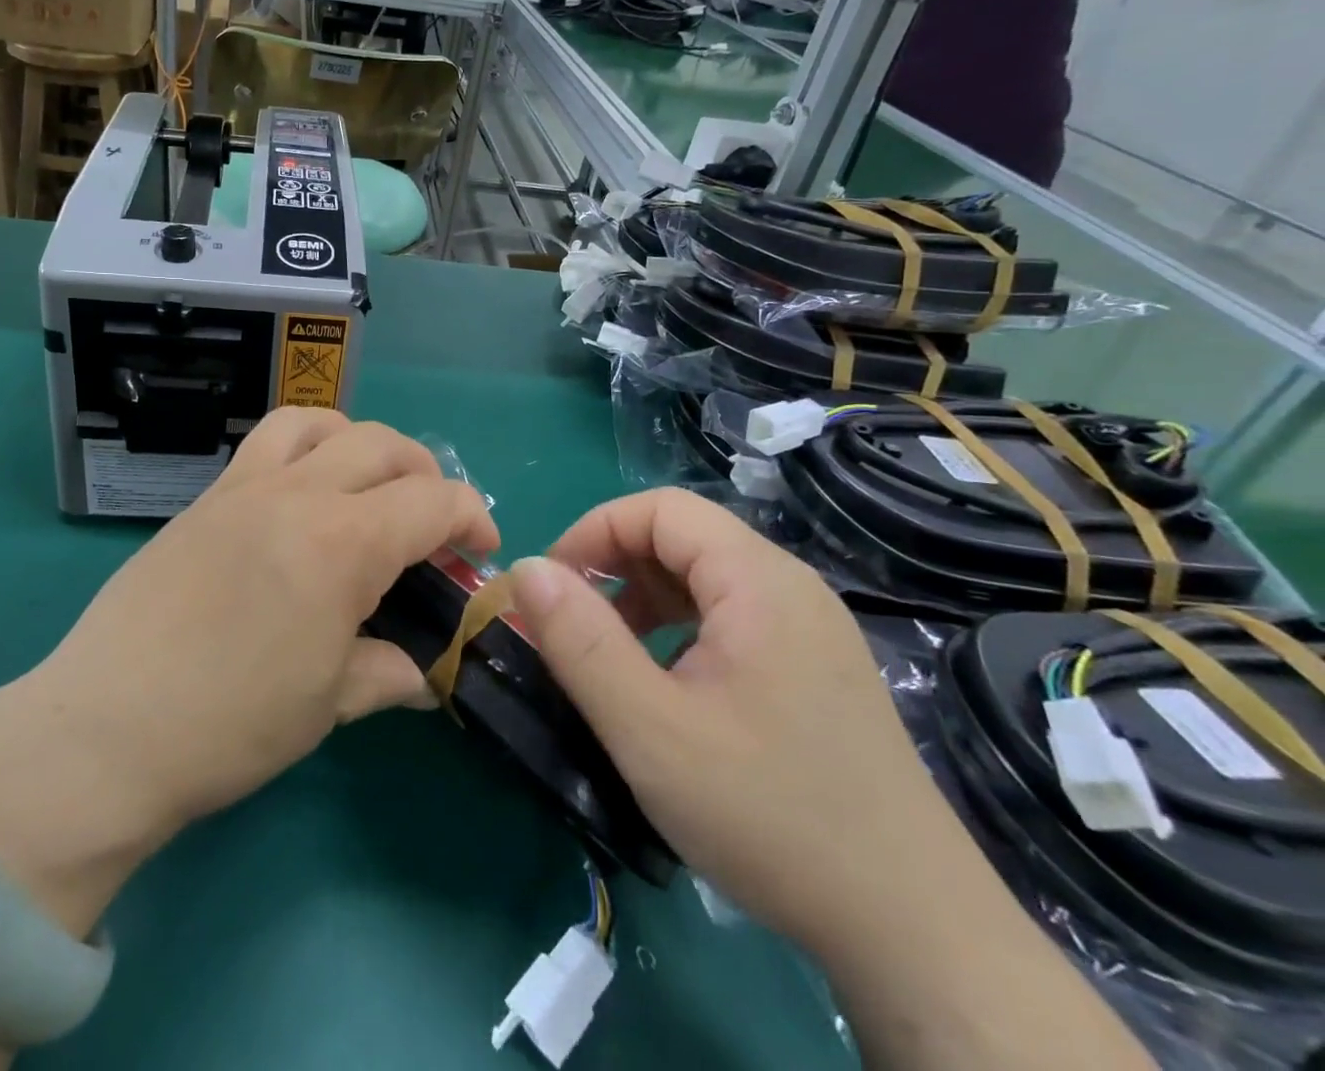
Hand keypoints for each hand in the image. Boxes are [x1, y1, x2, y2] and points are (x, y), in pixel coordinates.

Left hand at [0, 410, 497, 936]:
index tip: (481, 552)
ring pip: (320, 422)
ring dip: (360, 444)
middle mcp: (298, 493)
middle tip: (430, 524)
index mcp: (342, 544)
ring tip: (365, 487)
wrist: (104, 730)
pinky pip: (267, 441)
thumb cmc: (230, 726)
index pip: (433, 501)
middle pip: (385, 446)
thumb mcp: (329, 704)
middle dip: (426, 475)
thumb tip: (425, 673)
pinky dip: (305, 447)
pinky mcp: (206, 497)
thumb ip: (388, 671)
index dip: (473, 518)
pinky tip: (301, 498)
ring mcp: (245, 487)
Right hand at [507, 489, 973, 957]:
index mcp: (758, 581)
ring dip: (646, 600)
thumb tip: (527, 569)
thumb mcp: (650, 730)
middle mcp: (791, 587)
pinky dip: (682, 630)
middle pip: (685, 538)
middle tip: (573, 625)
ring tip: (613, 658)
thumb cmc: (771, 815)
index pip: (662, 509)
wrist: (916, 933)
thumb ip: (580, 641)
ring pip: (707, 578)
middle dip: (616, 567)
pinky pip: (733, 618)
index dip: (595, 532)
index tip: (553, 586)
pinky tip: (670, 688)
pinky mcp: (817, 669)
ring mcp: (811, 629)